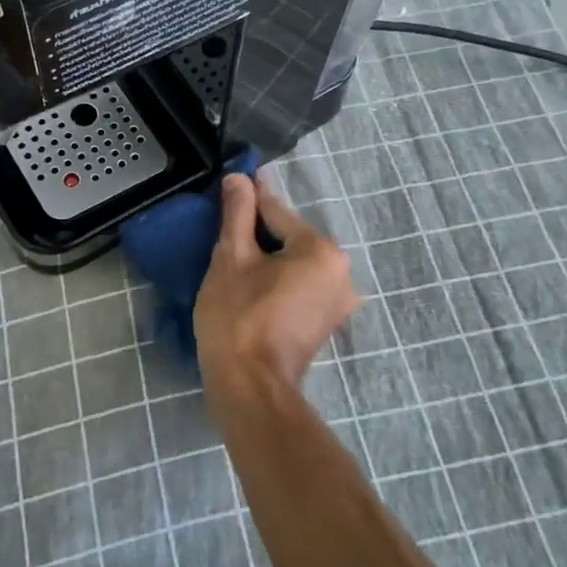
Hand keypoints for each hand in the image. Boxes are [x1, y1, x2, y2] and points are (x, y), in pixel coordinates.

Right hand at [196, 172, 361, 391]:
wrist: (250, 388)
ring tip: (234, 257)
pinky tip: (252, 284)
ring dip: (269, 257)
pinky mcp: (327, 323)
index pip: (278, 212)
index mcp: (323, 251)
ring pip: (296, 263)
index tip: (232, 181)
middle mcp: (341, 272)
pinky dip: (279, 280)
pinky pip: (301, 286)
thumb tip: (240, 178)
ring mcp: (338, 301)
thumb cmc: (238, 317)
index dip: (250, 197)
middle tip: (225, 228)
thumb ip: (238, 214)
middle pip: (291, 237)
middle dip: (260, 231)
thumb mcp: (231, 258)